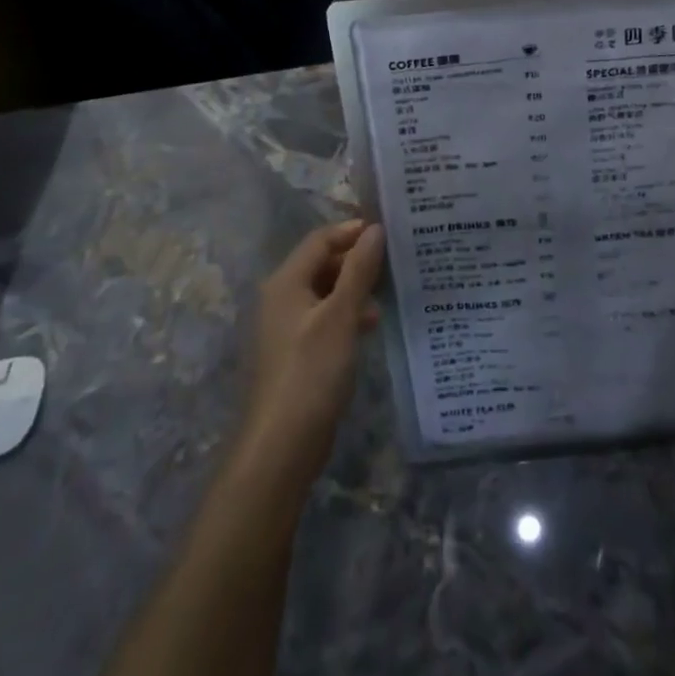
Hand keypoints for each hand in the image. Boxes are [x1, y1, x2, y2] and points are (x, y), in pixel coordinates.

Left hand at [239, 219, 384, 489]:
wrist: (281, 445)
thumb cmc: (311, 372)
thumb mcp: (341, 316)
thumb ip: (359, 271)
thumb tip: (375, 230)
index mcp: (285, 282)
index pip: (320, 240)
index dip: (352, 231)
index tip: (388, 229)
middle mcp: (281, 298)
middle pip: (321, 263)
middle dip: (356, 259)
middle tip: (394, 258)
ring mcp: (286, 327)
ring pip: (325, 291)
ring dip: (354, 287)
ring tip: (389, 290)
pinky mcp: (296, 352)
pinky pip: (324, 317)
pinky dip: (347, 313)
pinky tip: (372, 323)